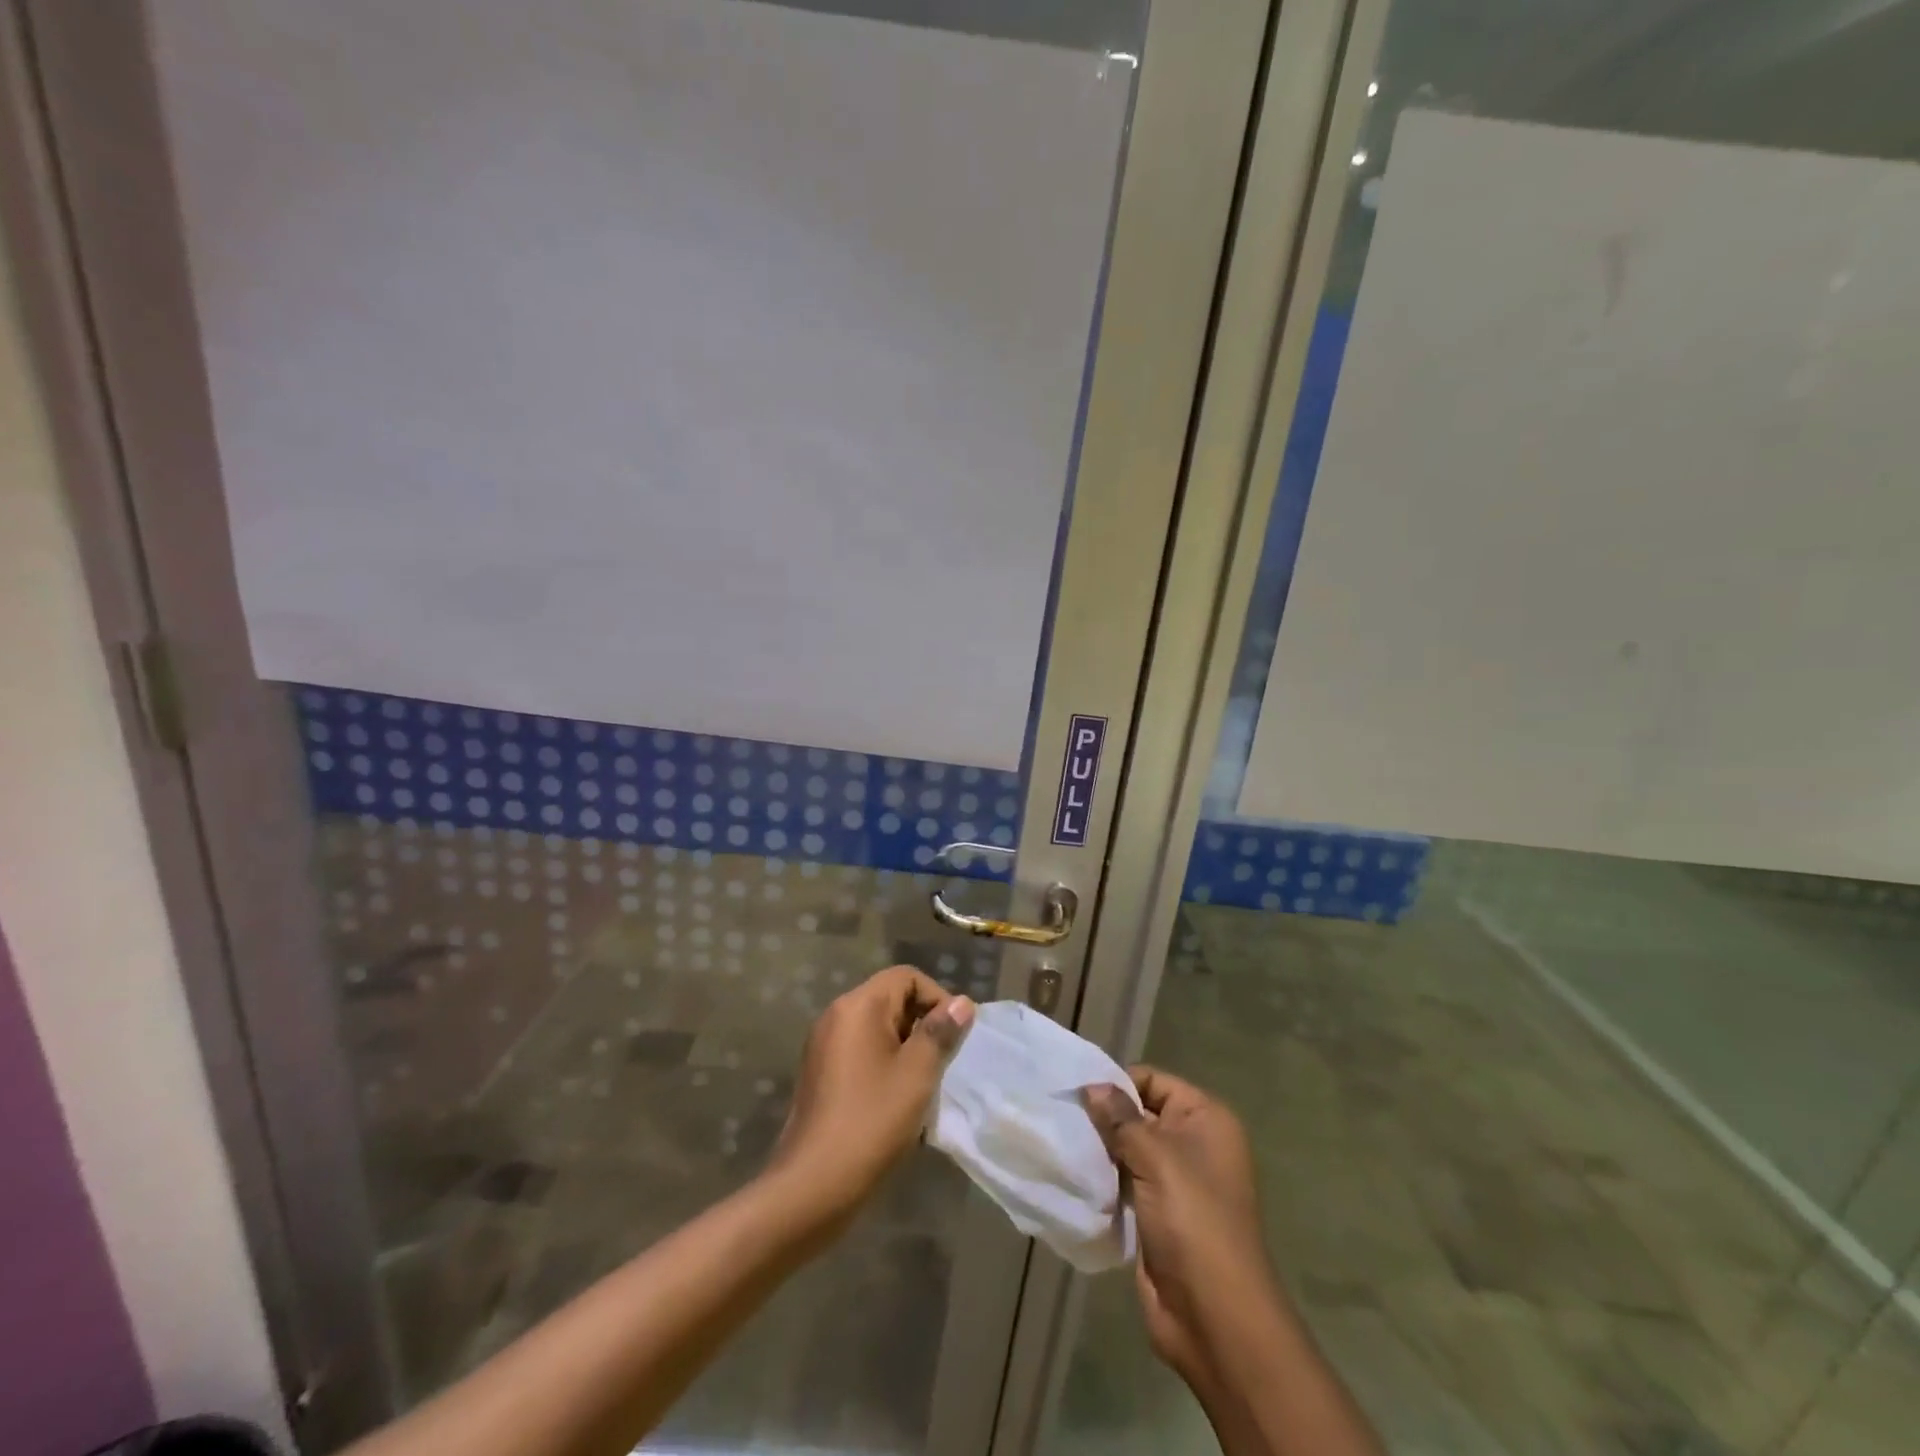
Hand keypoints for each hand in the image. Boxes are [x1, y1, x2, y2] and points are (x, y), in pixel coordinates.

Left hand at [770, 965, 973, 1225]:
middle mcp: (836, 1016)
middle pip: (891, 1000)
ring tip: (925, 1086)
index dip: (937, 997)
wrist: (813, 1186)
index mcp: (858, 1006)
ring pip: (878, 1030)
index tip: (955, 1036)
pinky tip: (899, 1104)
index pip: (906, 977)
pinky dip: (885, 1067)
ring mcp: (824, 1046)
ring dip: (907, 1050)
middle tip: (944, 1064)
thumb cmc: (871, 1122)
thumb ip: (940, 1033)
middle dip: (923, 1025)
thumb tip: (961, 1003)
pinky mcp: (821, 1075)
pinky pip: (862, 1054)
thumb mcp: (917, 1075)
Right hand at [1082, 1067, 1274, 1385]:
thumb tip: (1091, 1085)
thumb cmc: (1193, 1221)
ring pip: (1127, 1150)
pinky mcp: (1156, 1215)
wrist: (1214, 1317)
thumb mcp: (1156, 1158)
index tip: (1075, 1091)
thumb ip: (1120, 1119)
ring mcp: (1175, 1183)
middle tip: (1059, 1115)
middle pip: (1138, 1114)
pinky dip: (1102, 1179)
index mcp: (1205, 1119)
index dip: (1117, 1084)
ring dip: (1099, 1150)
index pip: (1153, 1081)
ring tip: (1059, 1141)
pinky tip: (1071, 1174)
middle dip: (1103, 1117)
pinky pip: (1123, 1183)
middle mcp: (1193, 1144)